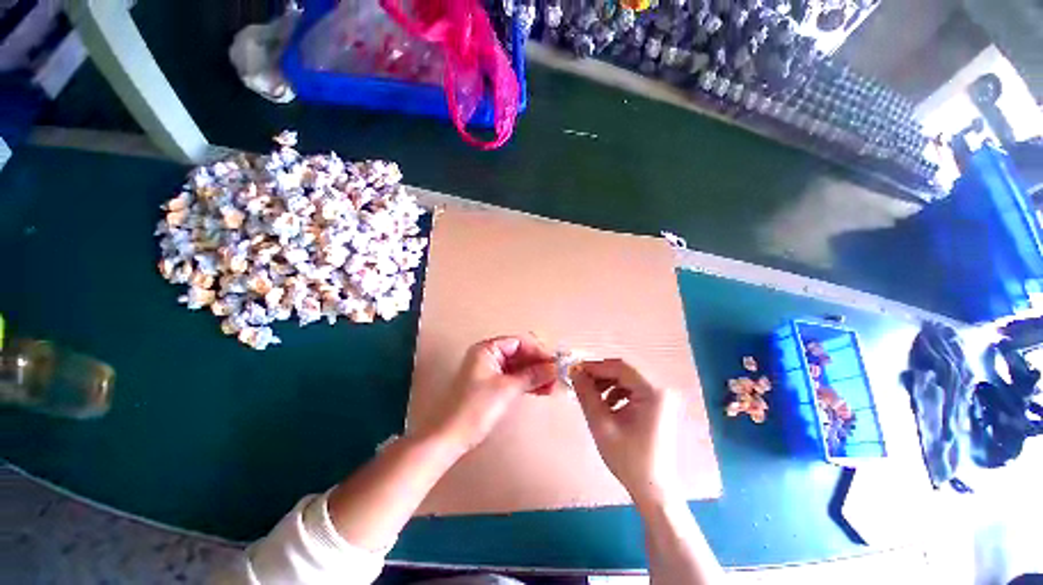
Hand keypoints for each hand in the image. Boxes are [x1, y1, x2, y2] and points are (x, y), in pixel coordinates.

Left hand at [410, 335, 556, 453]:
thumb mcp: (507, 389)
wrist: (451, 437)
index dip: (538, 351)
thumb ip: (532, 375)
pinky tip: (543, 390)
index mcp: (487, 349)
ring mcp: (491, 371)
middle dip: (539, 364)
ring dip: (536, 375)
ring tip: (554, 386)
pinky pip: (515, 378)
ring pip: (519, 367)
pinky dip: (528, 383)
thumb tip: (555, 367)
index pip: (519, 342)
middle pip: (520, 354)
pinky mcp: (493, 385)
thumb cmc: (476, 407)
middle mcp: (489, 356)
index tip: (555, 363)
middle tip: (557, 376)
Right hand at [573, 359, 681, 507]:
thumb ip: (586, 394)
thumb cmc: (628, 459)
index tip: (575, 371)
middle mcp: (661, 389)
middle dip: (600, 375)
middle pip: (624, 371)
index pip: (620, 367)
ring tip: (591, 396)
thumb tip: (574, 371)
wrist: (653, 489)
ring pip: (627, 379)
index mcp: (653, 392)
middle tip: (580, 382)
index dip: (595, 366)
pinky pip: (633, 389)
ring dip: (607, 383)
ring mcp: (661, 397)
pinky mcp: (658, 405)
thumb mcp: (601, 424)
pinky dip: (616, 392)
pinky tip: (606, 405)